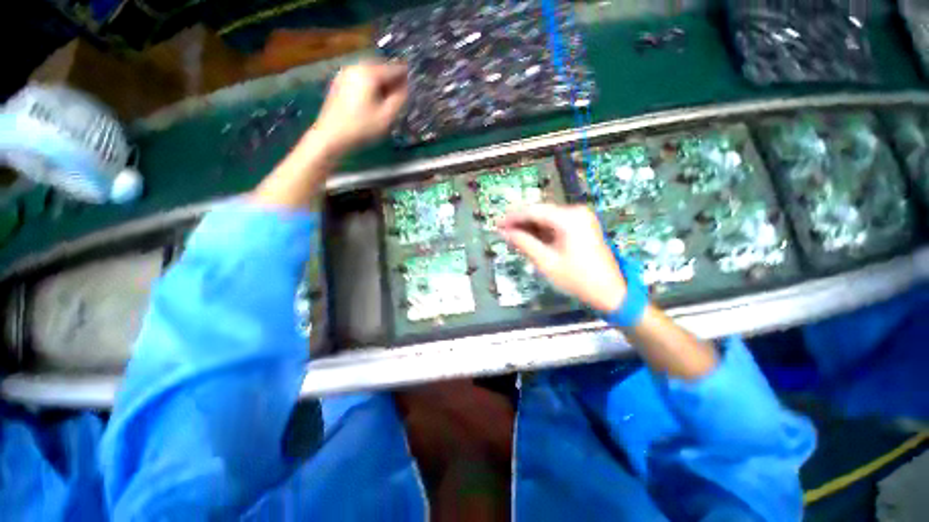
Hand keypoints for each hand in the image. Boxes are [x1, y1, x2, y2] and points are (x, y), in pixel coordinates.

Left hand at [254, 61, 407, 209]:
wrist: (331, 136)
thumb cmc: (362, 128)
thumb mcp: (387, 116)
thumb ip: (400, 98)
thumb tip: (408, 86)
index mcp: (369, 72)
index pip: (395, 68)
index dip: (407, 77)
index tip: (415, 87)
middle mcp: (356, 66)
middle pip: (381, 68)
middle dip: (393, 80)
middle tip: (403, 95)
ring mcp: (345, 73)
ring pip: (370, 73)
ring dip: (382, 84)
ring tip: (389, 99)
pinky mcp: (339, 83)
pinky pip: (361, 79)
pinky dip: (370, 86)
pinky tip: (373, 100)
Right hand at [498, 204, 626, 312]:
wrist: (610, 291)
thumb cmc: (577, 279)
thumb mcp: (546, 262)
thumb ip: (524, 244)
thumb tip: (505, 232)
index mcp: (569, 218)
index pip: (533, 211)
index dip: (512, 217)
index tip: (496, 224)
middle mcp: (576, 212)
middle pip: (540, 212)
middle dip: (520, 222)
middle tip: (502, 231)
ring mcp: (580, 218)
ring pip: (546, 218)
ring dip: (529, 227)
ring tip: (512, 237)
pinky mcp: (581, 226)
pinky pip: (555, 224)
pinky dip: (541, 231)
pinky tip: (529, 239)